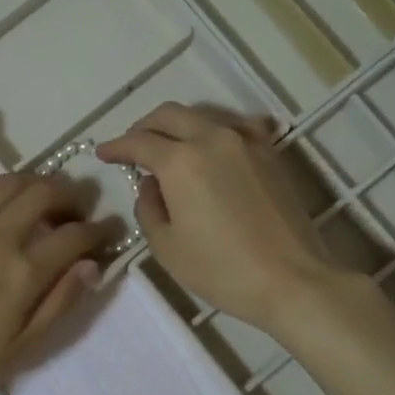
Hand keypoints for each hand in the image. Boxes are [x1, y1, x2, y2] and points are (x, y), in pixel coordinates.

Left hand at [0, 111, 116, 394]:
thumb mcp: (21, 349)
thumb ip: (60, 304)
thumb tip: (93, 266)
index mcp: (22, 273)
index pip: (74, 237)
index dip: (98, 230)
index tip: (108, 230)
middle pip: (42, 196)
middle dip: (69, 195)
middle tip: (75, 206)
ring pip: (2, 183)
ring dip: (30, 179)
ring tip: (40, 189)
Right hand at [96, 103, 348, 334]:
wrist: (291, 279)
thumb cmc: (221, 270)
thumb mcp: (167, 247)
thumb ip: (149, 208)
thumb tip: (151, 185)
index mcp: (181, 161)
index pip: (139, 142)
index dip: (116, 147)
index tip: (104, 154)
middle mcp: (213, 138)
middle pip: (170, 115)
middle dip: (144, 127)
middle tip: (132, 147)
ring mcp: (247, 141)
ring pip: (204, 117)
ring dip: (179, 127)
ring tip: (169, 149)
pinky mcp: (271, 153)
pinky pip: (237, 127)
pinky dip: (215, 132)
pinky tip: (213, 149)